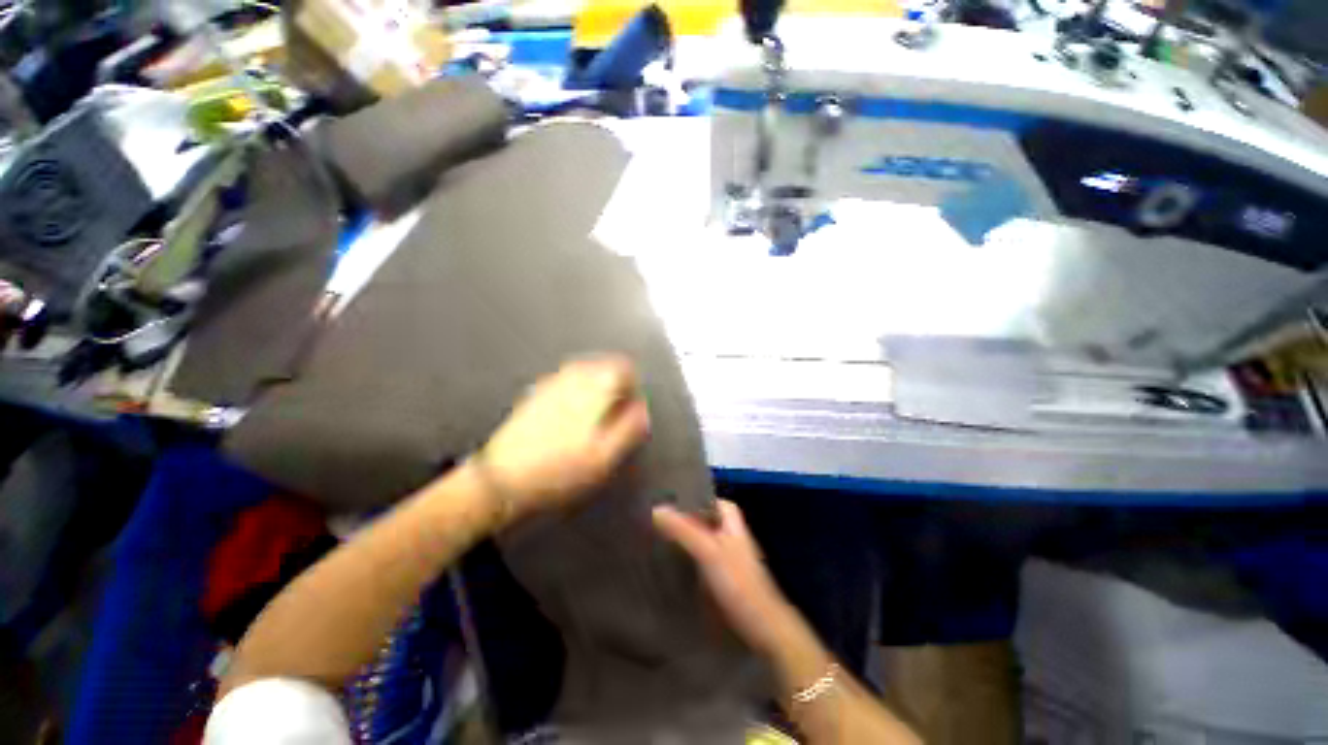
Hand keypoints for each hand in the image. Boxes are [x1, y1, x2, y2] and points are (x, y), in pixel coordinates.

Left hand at [479, 356, 650, 520]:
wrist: (503, 477)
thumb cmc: (561, 468)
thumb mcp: (605, 455)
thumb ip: (630, 427)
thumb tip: (642, 408)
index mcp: (594, 386)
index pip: (624, 367)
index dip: (634, 386)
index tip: (633, 407)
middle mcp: (572, 375)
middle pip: (605, 366)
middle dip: (616, 385)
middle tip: (617, 413)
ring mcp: (551, 381)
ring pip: (585, 371)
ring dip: (597, 387)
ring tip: (598, 416)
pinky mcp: (536, 392)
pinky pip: (567, 381)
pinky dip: (578, 391)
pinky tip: (573, 416)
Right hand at [653, 499, 795, 653]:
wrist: (764, 627)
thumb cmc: (738, 582)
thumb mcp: (708, 551)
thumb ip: (683, 529)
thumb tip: (656, 508)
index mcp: (732, 521)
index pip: (709, 499)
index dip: (690, 498)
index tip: (666, 499)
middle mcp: (730, 534)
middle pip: (703, 518)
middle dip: (682, 517)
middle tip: (655, 518)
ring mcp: (727, 556)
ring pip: (700, 538)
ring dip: (682, 537)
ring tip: (656, 536)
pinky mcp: (722, 577)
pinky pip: (700, 559)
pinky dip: (687, 557)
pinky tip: (670, 563)